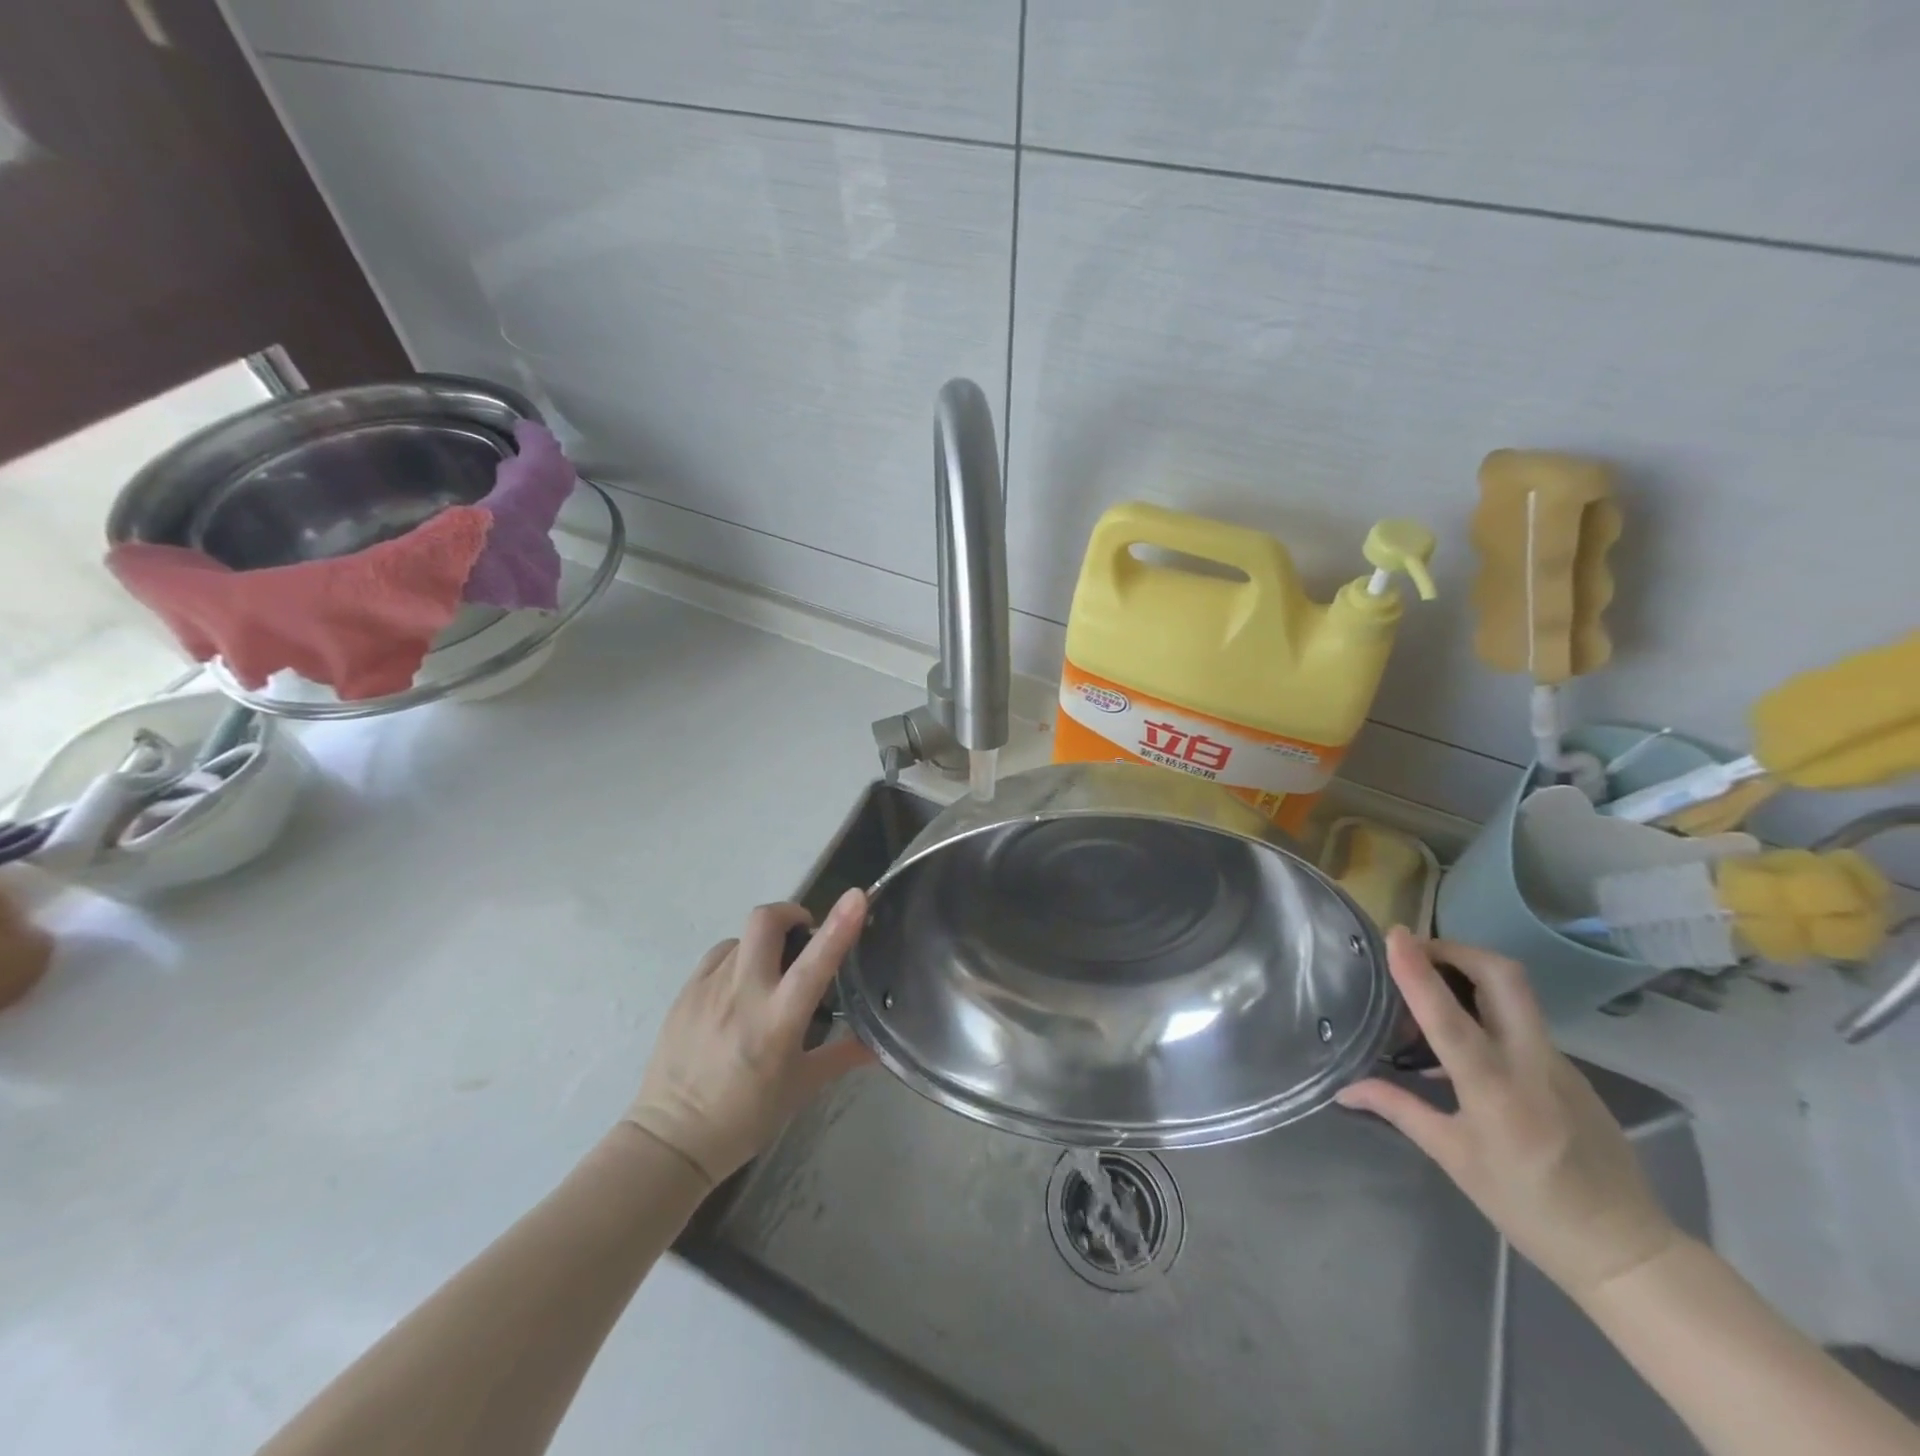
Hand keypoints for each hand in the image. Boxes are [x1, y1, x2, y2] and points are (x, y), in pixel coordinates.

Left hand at [623, 890, 874, 1188]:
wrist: (670, 1139)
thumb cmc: (744, 1117)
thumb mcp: (800, 1089)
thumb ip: (841, 1057)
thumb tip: (877, 1045)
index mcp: (778, 1019)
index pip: (814, 962)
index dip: (839, 924)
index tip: (857, 896)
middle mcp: (743, 993)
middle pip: (766, 920)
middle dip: (791, 914)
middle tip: (804, 936)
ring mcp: (708, 987)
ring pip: (743, 938)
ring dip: (764, 944)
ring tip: (769, 974)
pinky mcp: (685, 991)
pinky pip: (719, 956)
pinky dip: (737, 959)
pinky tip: (738, 990)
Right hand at [1336, 928, 1682, 1301]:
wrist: (1625, 1248)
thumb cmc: (1527, 1206)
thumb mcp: (1454, 1159)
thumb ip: (1399, 1109)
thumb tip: (1344, 1088)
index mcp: (1496, 1090)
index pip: (1450, 1016)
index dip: (1418, 971)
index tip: (1395, 935)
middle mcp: (1531, 1063)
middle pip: (1503, 976)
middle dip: (1456, 950)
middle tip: (1416, 953)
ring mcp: (1559, 1062)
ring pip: (1515, 992)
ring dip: (1469, 972)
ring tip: (1429, 990)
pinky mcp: (1570, 1068)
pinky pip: (1522, 1019)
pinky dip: (1485, 1006)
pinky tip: (1463, 1037)